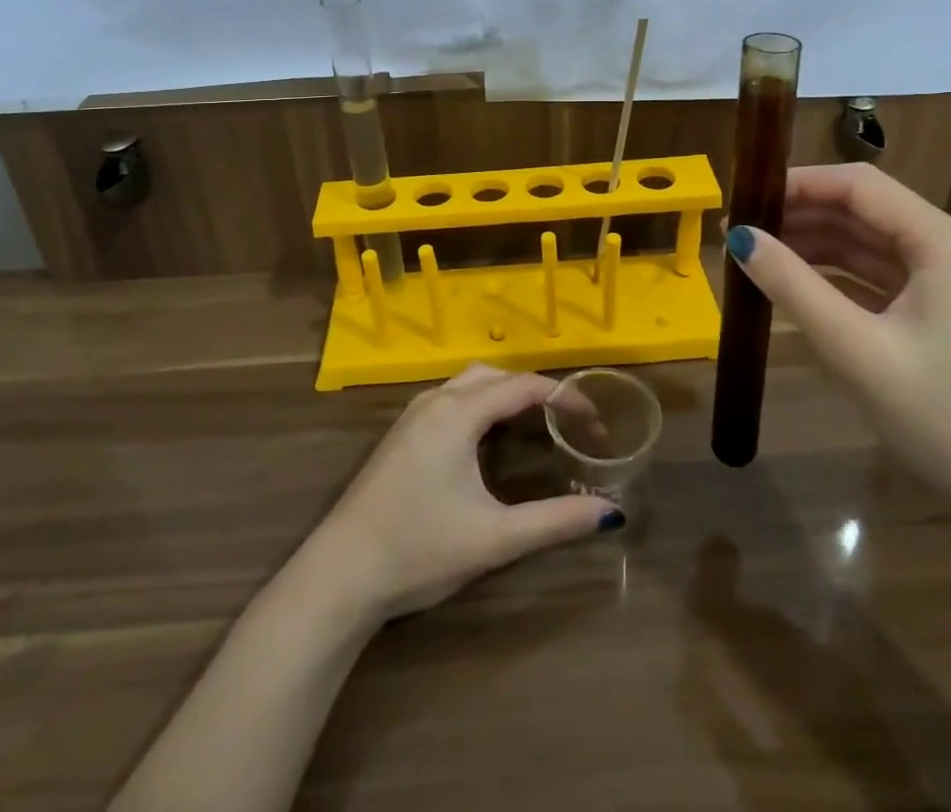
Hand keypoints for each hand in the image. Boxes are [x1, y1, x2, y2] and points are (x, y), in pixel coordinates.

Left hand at [305, 365, 620, 623]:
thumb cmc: (418, 550)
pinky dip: (481, 405)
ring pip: (469, 384)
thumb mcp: (494, 538)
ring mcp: (413, 415)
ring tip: (536, 425)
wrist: (339, 575)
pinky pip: (452, 399)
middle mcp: (435, 401)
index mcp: (457, 413)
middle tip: (567, 422)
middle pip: (495, 375)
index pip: (522, 386)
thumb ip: (554, 521)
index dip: (564, 397)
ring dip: (505, 394)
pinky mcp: (401, 434)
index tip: (594, 421)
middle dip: (534, 390)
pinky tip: (489, 440)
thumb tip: (611, 514)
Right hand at [726, 164, 950, 528]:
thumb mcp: (857, 351)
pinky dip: (840, 277)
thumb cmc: (946, 421)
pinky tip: (800, 287)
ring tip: (759, 255)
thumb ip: (794, 287)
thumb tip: (739, 239)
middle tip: (741, 231)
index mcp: (945, 244)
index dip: (798, 184)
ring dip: (817, 245)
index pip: (860, 185)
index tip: (745, 199)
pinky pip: (884, 278)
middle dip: (802, 215)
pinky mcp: (949, 315)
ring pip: (873, 244)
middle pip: (866, 210)